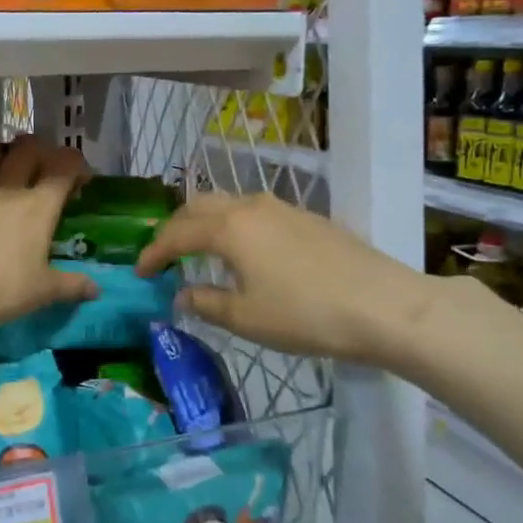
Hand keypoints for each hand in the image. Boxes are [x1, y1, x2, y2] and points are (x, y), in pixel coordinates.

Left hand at [0, 137, 98, 332]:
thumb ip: (72, 285)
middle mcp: (9, 187)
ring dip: (1, 154)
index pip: (64, 166)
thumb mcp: (44, 291)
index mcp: (39, 206)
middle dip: (40, 150)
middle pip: (27, 148)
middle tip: (42, 167)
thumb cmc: (4, 289)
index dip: (75, 164)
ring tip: (3, 168)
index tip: (79, 178)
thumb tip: (96, 290)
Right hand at [135, 192, 441, 368]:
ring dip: (205, 222)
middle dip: (174, 227)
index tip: (138, 272)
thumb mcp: (247, 318)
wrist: (384, 305)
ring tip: (200, 251)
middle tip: (164, 255)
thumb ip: (206, 303)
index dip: (152, 252)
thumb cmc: (306, 314)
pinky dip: (234, 226)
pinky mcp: (307, 217)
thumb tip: (182, 294)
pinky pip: (254, 212)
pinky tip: (245, 253)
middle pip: (198, 205)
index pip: (176, 233)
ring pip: (228, 204)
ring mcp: (282, 208)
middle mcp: (250, 207)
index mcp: (228, 228)